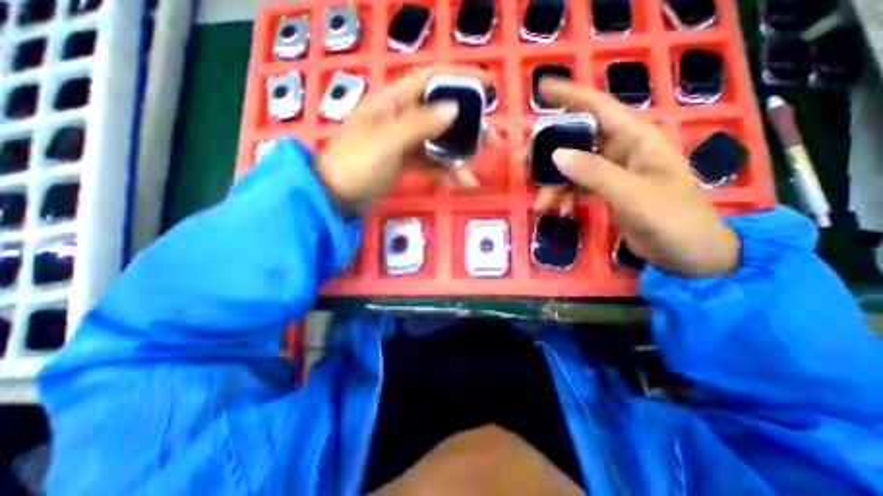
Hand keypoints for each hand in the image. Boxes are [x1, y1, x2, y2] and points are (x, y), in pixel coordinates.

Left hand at [312, 64, 488, 214]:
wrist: (336, 195)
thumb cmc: (355, 163)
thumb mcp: (386, 142)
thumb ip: (419, 125)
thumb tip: (454, 108)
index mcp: (395, 100)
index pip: (433, 78)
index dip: (463, 78)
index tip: (490, 85)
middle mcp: (403, 115)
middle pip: (443, 113)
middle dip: (469, 128)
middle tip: (493, 141)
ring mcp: (405, 140)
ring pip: (439, 142)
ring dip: (458, 157)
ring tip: (474, 173)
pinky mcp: (406, 160)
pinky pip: (431, 162)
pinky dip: (444, 172)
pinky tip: (459, 183)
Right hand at [534, 80, 740, 276]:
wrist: (688, 254)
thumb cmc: (673, 219)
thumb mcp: (633, 195)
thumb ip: (595, 173)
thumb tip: (556, 155)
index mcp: (636, 139)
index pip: (599, 108)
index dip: (570, 96)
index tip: (541, 88)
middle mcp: (622, 150)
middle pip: (578, 141)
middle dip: (551, 154)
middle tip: (526, 164)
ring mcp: (613, 171)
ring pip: (573, 168)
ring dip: (555, 185)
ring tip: (542, 204)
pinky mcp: (606, 190)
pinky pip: (577, 186)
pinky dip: (565, 197)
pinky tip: (560, 211)